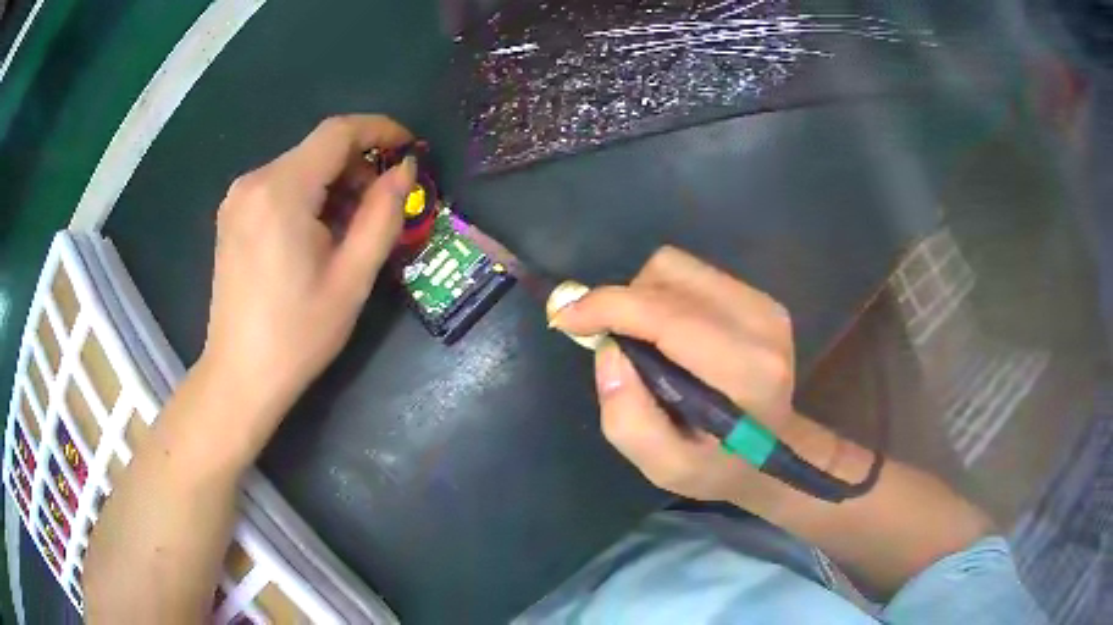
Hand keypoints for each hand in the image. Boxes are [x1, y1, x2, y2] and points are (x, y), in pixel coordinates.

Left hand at [201, 115, 415, 425]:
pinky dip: (309, 195)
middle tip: (383, 206)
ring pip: (300, 166)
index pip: (338, 132)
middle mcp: (254, 181)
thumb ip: (384, 214)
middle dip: (359, 165)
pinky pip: (280, 185)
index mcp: (282, 191)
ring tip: (351, 228)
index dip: (380, 130)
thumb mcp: (352, 278)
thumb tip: (405, 170)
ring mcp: (237, 198)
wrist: (240, 376)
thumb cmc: (298, 334)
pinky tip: (317, 234)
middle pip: (318, 148)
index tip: (410, 149)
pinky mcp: (232, 215)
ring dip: (335, 183)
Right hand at [551, 246, 803, 506]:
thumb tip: (609, 351)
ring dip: (643, 296)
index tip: (566, 317)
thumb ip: (629, 420)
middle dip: (623, 303)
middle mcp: (761, 325)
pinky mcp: (760, 297)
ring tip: (643, 341)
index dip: (610, 307)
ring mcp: (764, 305)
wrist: (775, 450)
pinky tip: (669, 333)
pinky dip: (665, 295)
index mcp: (746, 372)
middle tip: (610, 342)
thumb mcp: (667, 468)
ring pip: (677, 267)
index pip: (669, 317)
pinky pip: (692, 274)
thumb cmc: (719, 466)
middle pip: (669, 277)